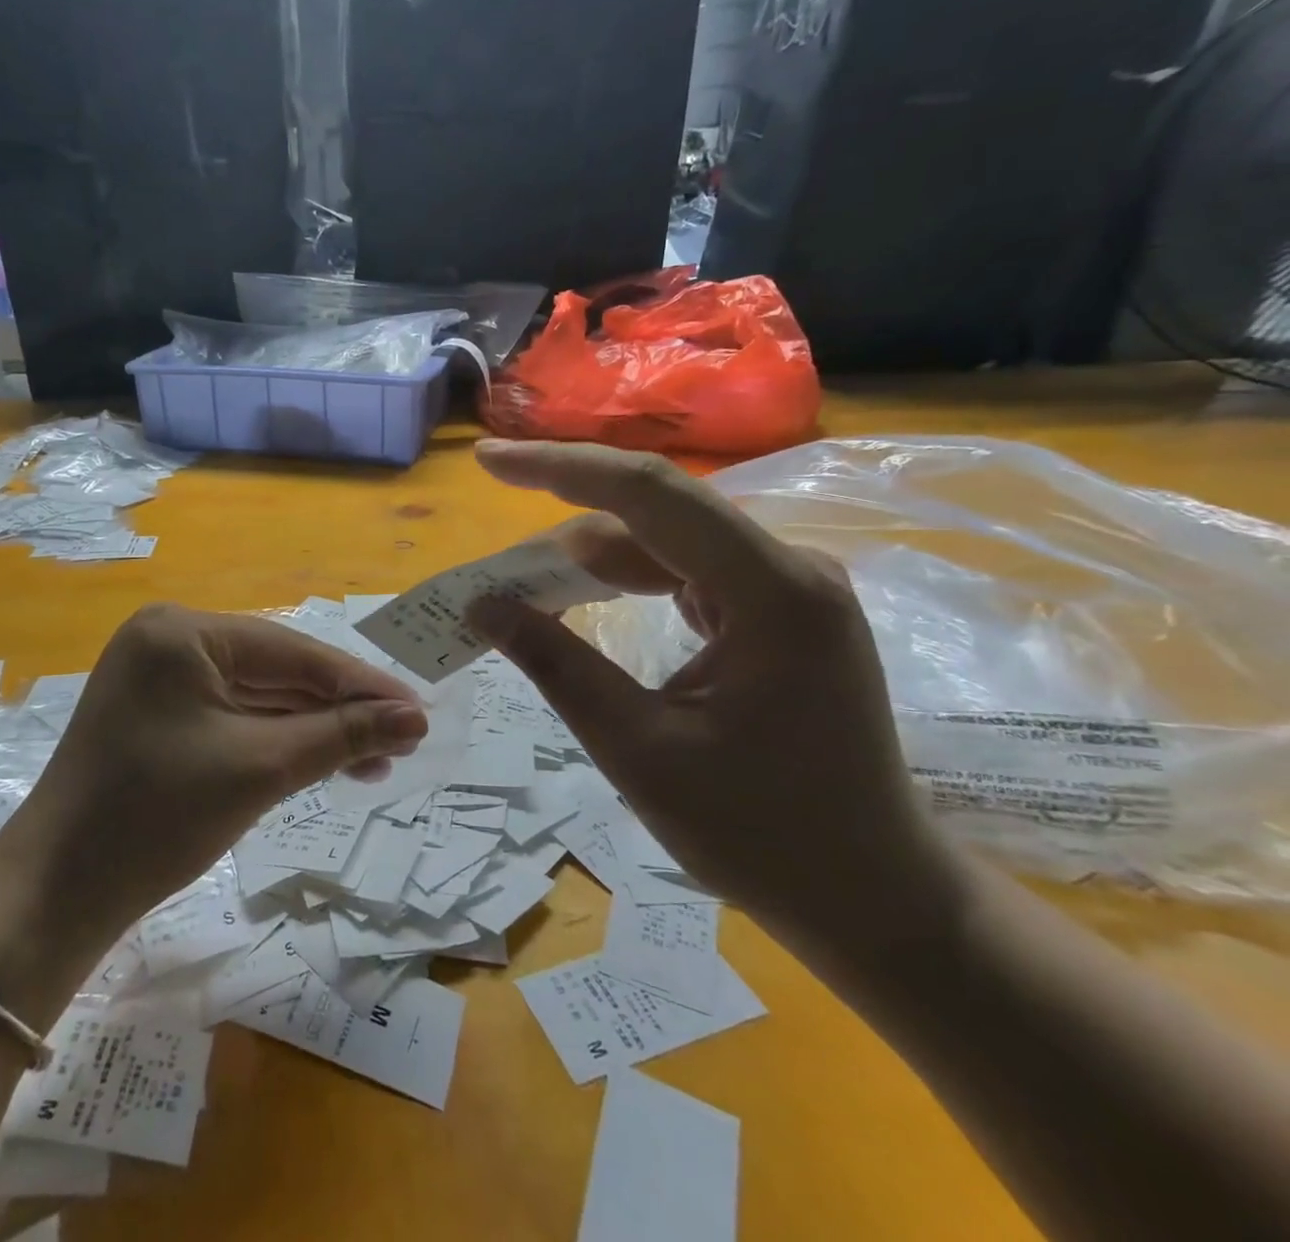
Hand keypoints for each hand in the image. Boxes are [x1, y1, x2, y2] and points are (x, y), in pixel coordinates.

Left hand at [0, 604, 426, 952]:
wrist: (55, 896)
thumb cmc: (156, 818)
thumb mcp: (261, 768)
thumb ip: (342, 735)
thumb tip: (416, 717)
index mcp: (183, 631)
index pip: (292, 652)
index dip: (360, 683)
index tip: (418, 709)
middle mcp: (169, 640)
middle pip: (276, 672)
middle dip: (338, 710)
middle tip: (403, 740)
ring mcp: (159, 677)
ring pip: (257, 697)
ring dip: (313, 729)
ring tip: (373, 762)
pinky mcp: (158, 714)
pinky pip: (232, 717)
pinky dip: (276, 740)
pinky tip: (322, 760)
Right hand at [467, 440, 954, 949]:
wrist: (872, 896)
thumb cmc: (762, 835)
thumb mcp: (638, 751)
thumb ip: (557, 665)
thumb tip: (483, 605)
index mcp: (772, 592)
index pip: (648, 494)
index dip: (558, 468)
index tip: (488, 460)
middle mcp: (789, 568)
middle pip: (656, 509)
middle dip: (565, 514)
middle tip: (494, 542)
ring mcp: (787, 587)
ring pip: (666, 539)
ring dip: (591, 556)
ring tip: (524, 585)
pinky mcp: (776, 610)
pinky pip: (685, 570)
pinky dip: (625, 579)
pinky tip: (583, 598)